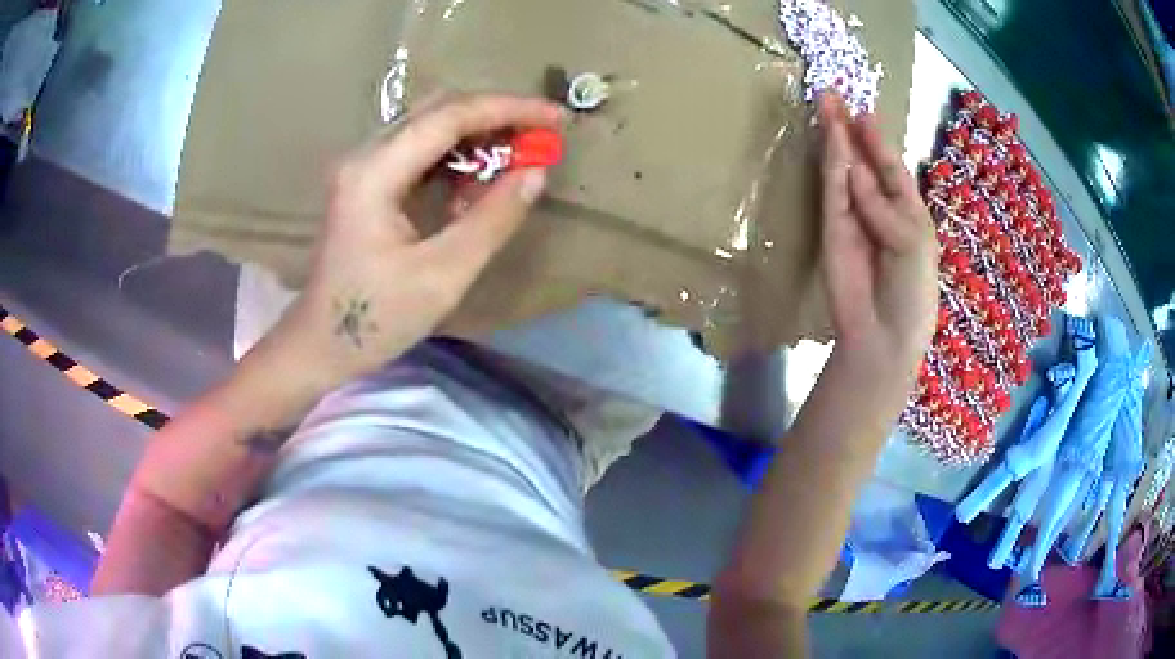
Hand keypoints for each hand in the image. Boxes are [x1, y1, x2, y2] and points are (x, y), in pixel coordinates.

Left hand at [254, 94, 562, 399]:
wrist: (319, 345)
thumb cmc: (375, 318)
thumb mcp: (442, 275)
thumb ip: (492, 219)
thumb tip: (536, 172)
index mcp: (375, 173)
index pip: (449, 116)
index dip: (508, 109)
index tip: (556, 118)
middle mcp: (365, 156)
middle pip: (438, 110)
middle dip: (495, 116)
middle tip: (541, 137)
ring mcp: (363, 167)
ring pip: (429, 127)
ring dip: (477, 135)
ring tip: (517, 158)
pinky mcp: (366, 183)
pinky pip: (419, 152)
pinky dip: (455, 157)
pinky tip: (476, 182)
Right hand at [818, 93, 937, 380]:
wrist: (885, 335)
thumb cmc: (914, 291)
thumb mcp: (915, 243)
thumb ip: (886, 206)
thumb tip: (852, 171)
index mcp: (906, 211)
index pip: (889, 168)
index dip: (877, 140)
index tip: (863, 110)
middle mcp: (878, 207)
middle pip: (861, 160)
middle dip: (849, 128)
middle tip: (832, 94)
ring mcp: (852, 216)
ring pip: (843, 169)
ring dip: (834, 137)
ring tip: (824, 103)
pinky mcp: (832, 228)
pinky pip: (832, 190)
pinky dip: (832, 165)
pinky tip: (830, 139)